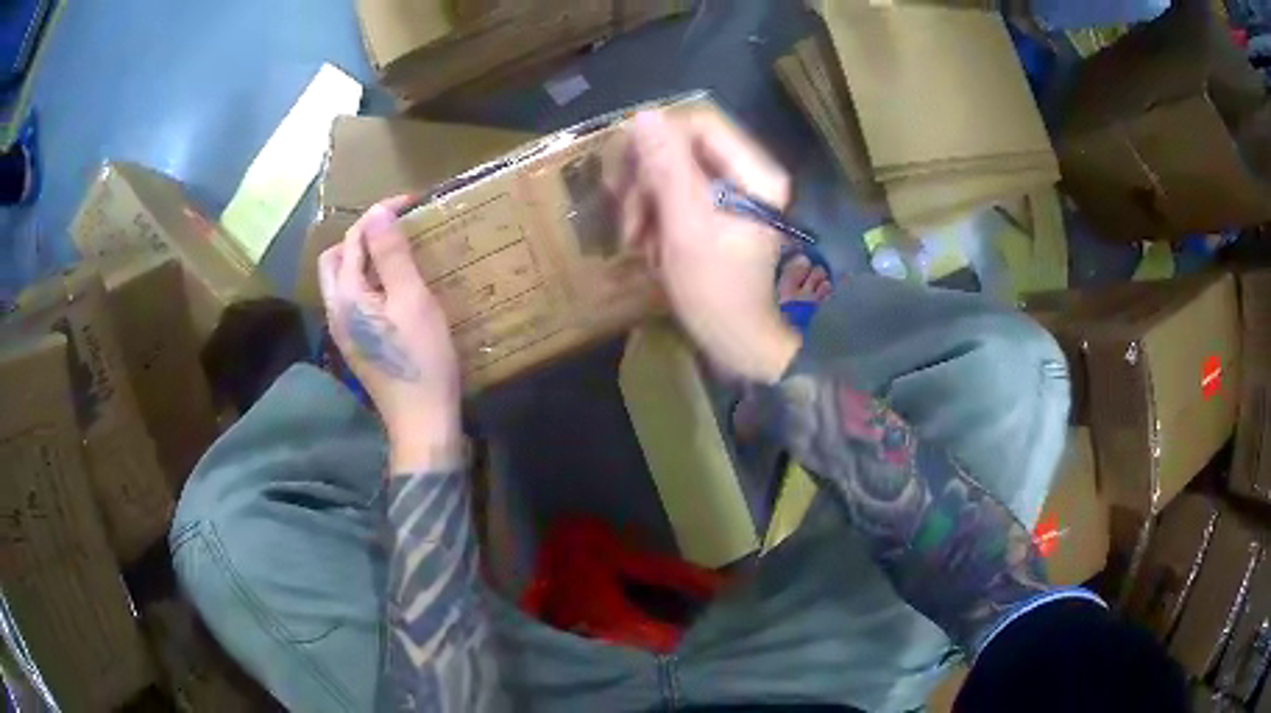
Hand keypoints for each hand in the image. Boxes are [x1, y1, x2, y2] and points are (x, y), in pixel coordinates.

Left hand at [318, 197, 463, 470]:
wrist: (422, 420)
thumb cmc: (421, 359)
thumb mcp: (412, 300)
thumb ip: (391, 254)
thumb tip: (378, 212)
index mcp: (346, 295)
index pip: (354, 239)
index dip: (380, 214)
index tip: (412, 202)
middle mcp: (336, 310)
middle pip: (334, 259)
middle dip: (361, 236)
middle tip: (396, 229)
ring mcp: (343, 330)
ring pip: (341, 280)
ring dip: (363, 258)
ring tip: (397, 253)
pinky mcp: (356, 343)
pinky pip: (353, 299)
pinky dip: (368, 281)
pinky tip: (394, 288)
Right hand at [611, 109, 801, 383]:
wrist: (741, 344)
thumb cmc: (717, 290)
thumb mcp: (686, 226)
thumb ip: (666, 168)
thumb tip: (643, 116)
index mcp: (753, 171)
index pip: (698, 123)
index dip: (655, 138)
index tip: (623, 171)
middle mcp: (748, 174)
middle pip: (685, 147)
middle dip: (647, 180)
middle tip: (626, 217)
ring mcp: (734, 195)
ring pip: (675, 173)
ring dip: (647, 203)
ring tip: (636, 240)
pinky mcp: (719, 214)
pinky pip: (678, 197)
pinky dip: (657, 218)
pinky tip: (650, 246)